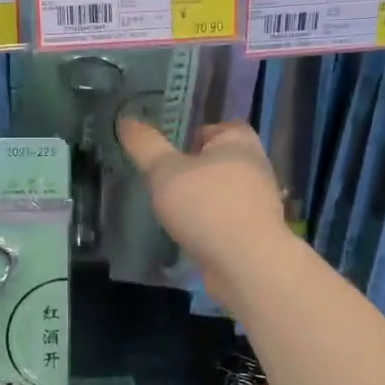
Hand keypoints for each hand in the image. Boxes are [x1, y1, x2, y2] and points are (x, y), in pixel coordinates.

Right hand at [117, 117, 287, 301]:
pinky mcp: (256, 231)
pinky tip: (189, 233)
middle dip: (192, 170)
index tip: (164, 154)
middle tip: (162, 182)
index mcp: (238, 141)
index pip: (213, 128)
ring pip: (221, 191)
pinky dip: (208, 223)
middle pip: (216, 160)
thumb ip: (145, 145)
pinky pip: (225, 218)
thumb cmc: (206, 206)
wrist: (247, 264)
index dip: (188, 137)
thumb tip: (126, 119)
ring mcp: (259, 201)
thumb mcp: (164, 171)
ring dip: (200, 199)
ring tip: (171, 210)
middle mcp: (255, 165)